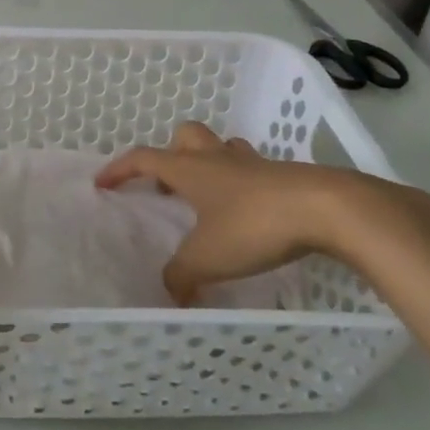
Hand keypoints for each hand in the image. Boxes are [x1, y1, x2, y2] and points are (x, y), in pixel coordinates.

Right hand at [95, 122, 429, 304]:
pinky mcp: (283, 176)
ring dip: (208, 163)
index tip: (102, 183)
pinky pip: (252, 170)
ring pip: (221, 149)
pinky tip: (248, 211)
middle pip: (185, 136)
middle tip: (166, 182)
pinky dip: (242, 183)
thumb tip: (169, 293)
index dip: (119, 169)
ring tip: (207, 195)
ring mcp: (253, 164)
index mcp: (190, 169)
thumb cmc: (255, 225)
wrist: (327, 209)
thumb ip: (181, 275)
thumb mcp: (209, 257)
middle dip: (170, 153)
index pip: (142, 158)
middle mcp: (217, 158)